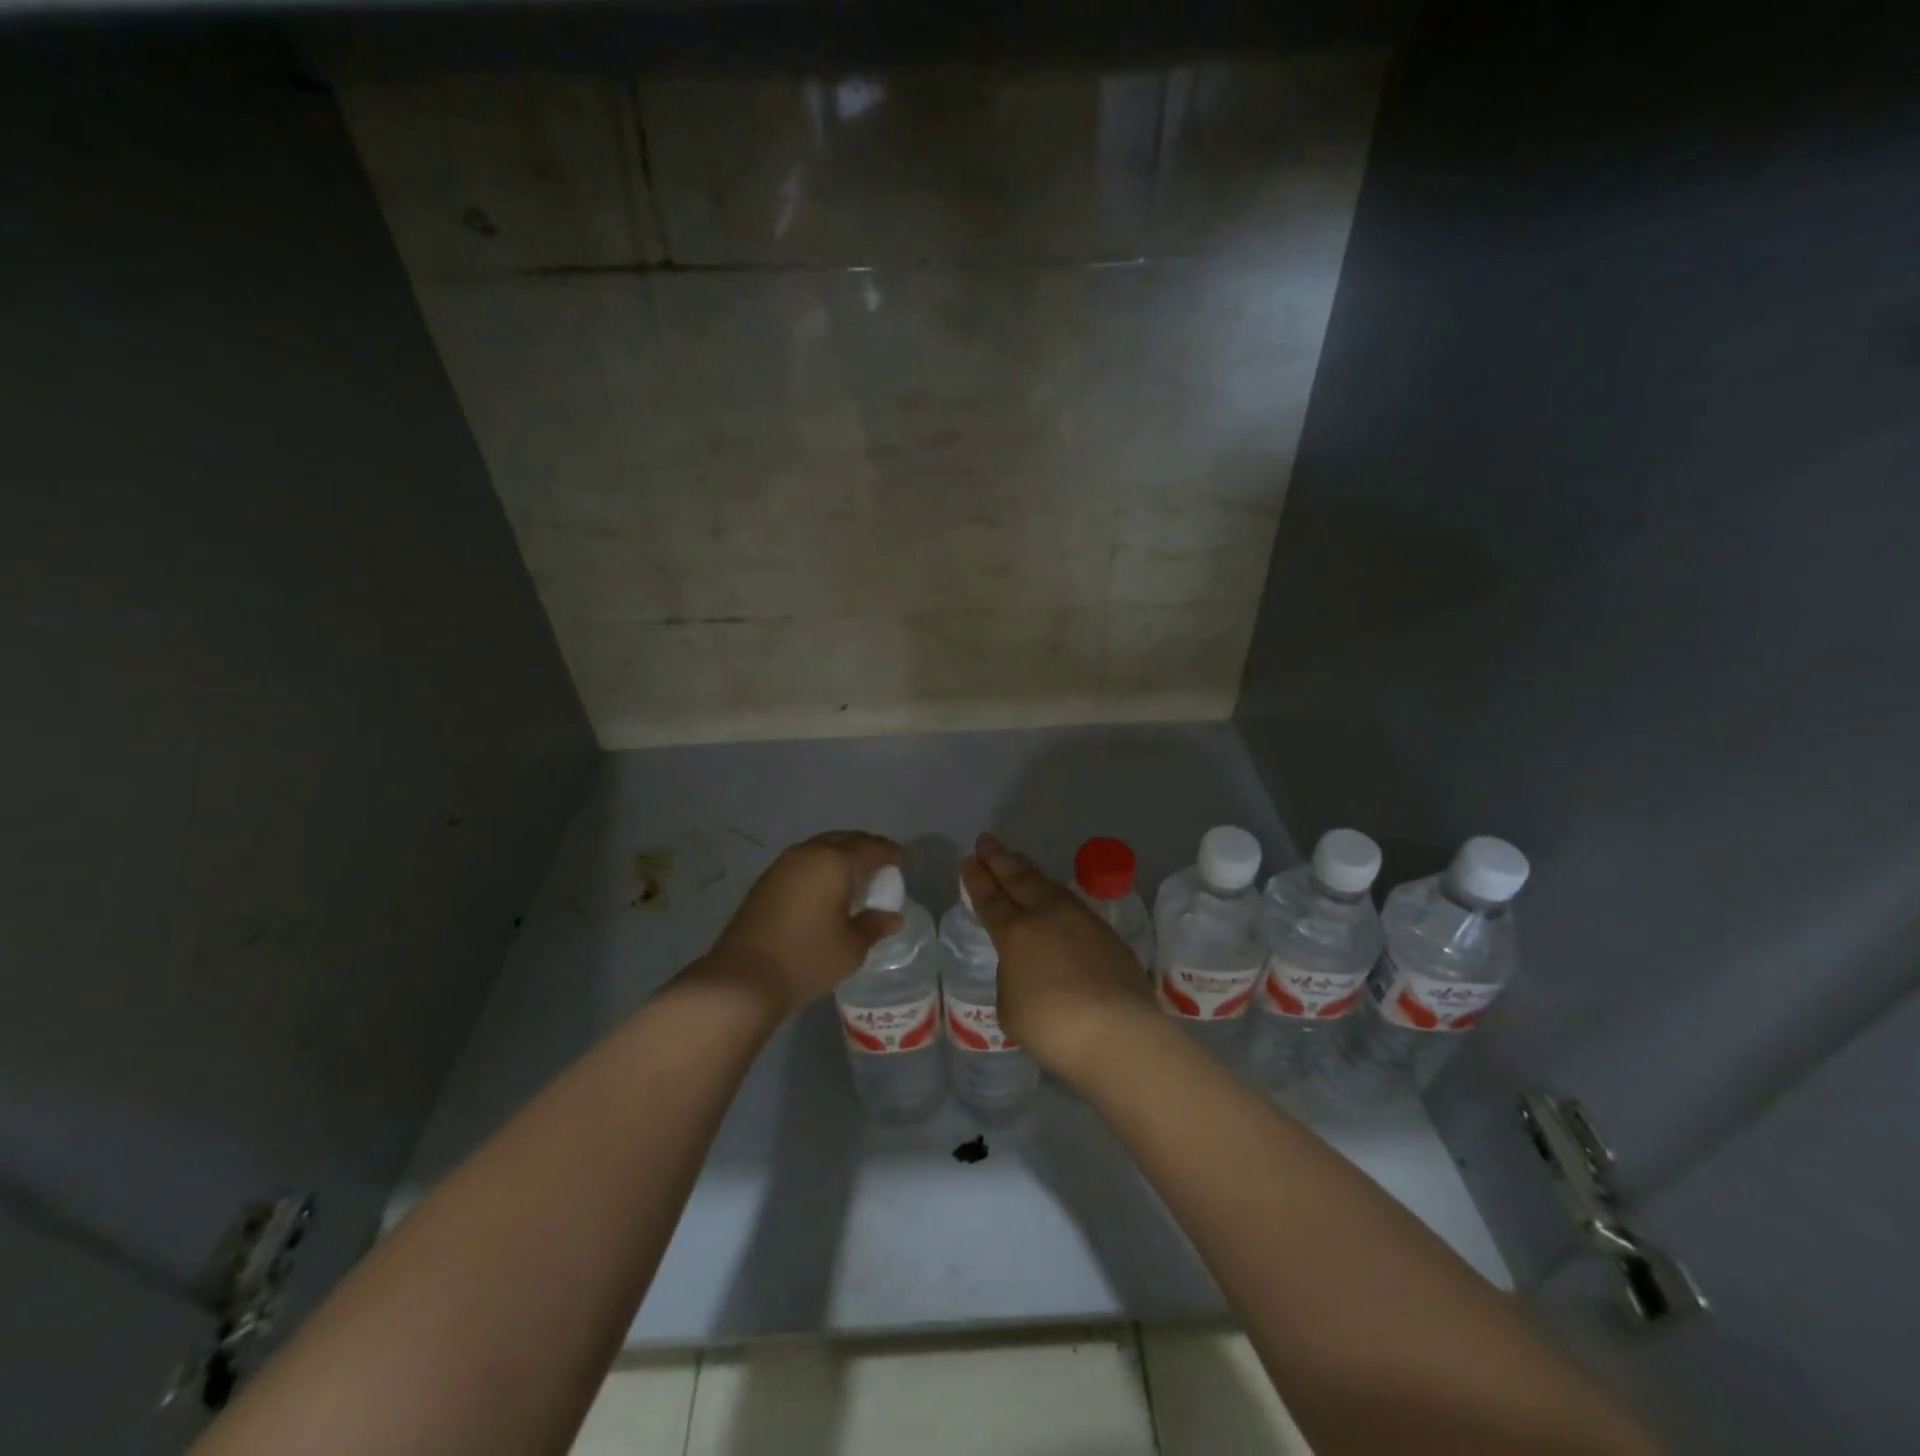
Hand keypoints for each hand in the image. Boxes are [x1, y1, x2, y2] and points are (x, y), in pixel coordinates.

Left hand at [708, 831, 902, 1016]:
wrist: (742, 978)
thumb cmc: (807, 959)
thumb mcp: (852, 947)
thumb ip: (875, 925)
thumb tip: (892, 917)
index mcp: (835, 862)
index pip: (872, 848)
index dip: (890, 854)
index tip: (901, 864)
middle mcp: (810, 853)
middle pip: (846, 840)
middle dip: (866, 849)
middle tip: (881, 868)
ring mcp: (784, 864)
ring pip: (822, 848)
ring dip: (841, 856)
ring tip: (854, 878)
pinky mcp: (767, 879)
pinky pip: (805, 861)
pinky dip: (821, 867)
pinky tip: (826, 889)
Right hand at [961, 834, 1157, 1081]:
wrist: (1117, 1032)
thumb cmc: (1052, 1026)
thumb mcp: (1011, 1008)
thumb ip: (1012, 979)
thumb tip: (1024, 968)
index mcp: (1015, 933)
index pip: (990, 899)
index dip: (977, 880)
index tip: (968, 860)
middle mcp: (1046, 916)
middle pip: (1018, 879)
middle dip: (999, 859)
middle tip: (986, 840)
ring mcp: (1080, 920)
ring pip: (1047, 885)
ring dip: (1027, 869)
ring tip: (1016, 857)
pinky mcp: (1106, 932)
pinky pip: (1071, 901)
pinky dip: (1053, 890)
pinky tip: (1053, 892)